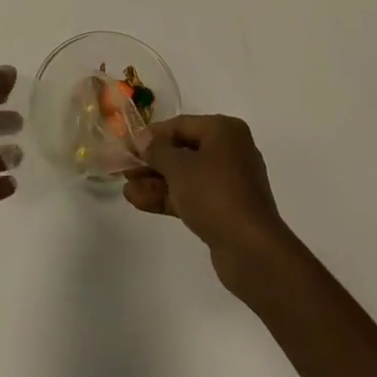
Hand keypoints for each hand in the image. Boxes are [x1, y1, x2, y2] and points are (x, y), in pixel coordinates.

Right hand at [123, 115, 295, 295]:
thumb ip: (157, 151)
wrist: (251, 251)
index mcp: (224, 131)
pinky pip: (192, 196)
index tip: (127, 145)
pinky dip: (168, 197)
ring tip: (126, 189)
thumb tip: (142, 139)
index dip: (151, 135)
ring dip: (156, 182)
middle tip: (124, 169)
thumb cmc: (215, 195)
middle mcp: (229, 151)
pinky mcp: (225, 210)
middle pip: (182, 151)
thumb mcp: (179, 168)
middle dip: (152, 162)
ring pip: (185, 176)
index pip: (181, 125)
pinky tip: (139, 202)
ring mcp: (228, 183)